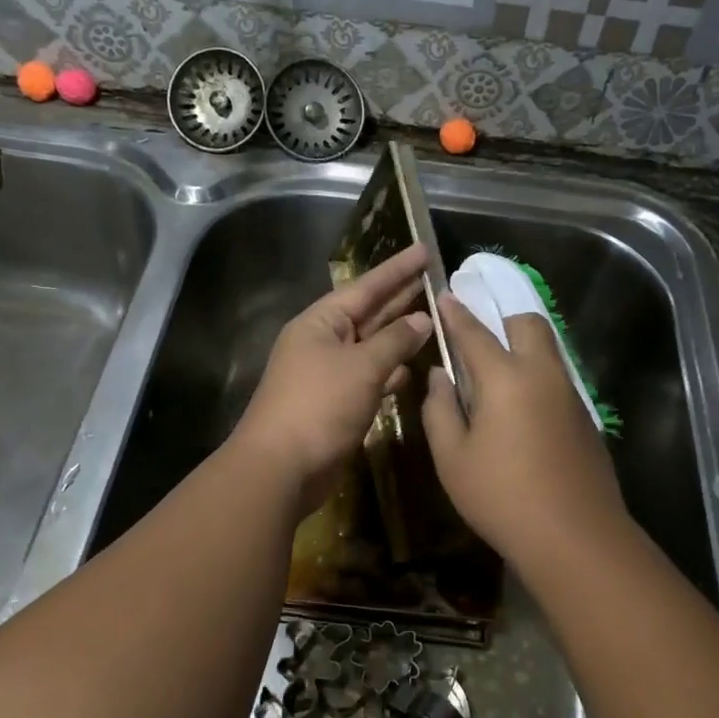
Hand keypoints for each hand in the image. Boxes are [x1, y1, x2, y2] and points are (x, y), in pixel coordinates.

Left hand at [231, 243, 432, 517]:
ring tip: (435, 320)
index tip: (425, 249)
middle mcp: (323, 342)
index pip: (366, 287)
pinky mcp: (336, 402)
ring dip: (400, 336)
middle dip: (401, 297)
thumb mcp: (362, 367)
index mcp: (321, 322)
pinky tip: (412, 369)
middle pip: (369, 312)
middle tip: (436, 278)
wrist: (281, 468)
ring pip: (371, 346)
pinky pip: (369, 376)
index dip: (397, 269)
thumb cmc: (319, 406)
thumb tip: (422, 320)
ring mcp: (328, 373)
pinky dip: (390, 371)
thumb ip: (395, 341)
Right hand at [420, 294, 628, 566]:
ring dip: (523, 345)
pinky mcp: (585, 417)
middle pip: (527, 324)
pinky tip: (522, 406)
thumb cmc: (501, 497)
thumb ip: (440, 410)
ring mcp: (569, 394)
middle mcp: (542, 374)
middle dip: (501, 319)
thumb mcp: (452, 458)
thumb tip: (440, 376)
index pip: (475, 333)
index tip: (446, 296)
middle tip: (478, 338)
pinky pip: (557, 377)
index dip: (457, 313)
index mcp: (505, 378)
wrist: (575, 536)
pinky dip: (537, 374)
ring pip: (547, 349)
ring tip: (497, 371)